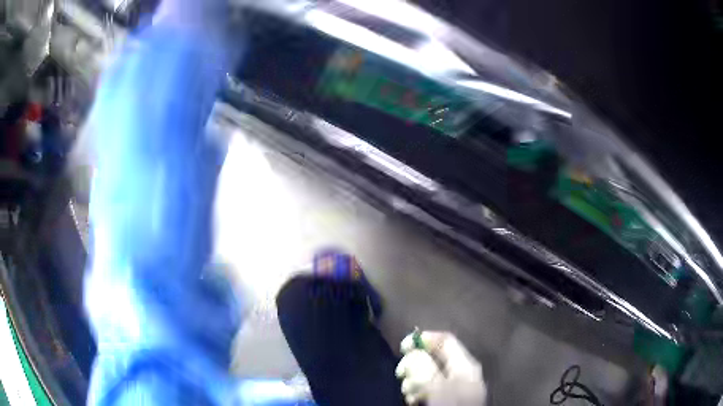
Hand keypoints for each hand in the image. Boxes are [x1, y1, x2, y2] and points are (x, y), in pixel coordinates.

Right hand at [395, 331, 486, 405]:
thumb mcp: (438, 386)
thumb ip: (425, 366)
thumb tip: (412, 351)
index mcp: (465, 364)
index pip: (445, 340)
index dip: (424, 339)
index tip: (402, 347)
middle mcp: (460, 373)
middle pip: (433, 357)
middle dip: (414, 363)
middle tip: (401, 374)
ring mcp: (452, 388)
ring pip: (426, 374)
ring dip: (412, 381)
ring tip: (409, 394)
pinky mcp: (443, 400)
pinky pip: (426, 389)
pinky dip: (416, 392)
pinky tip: (412, 400)